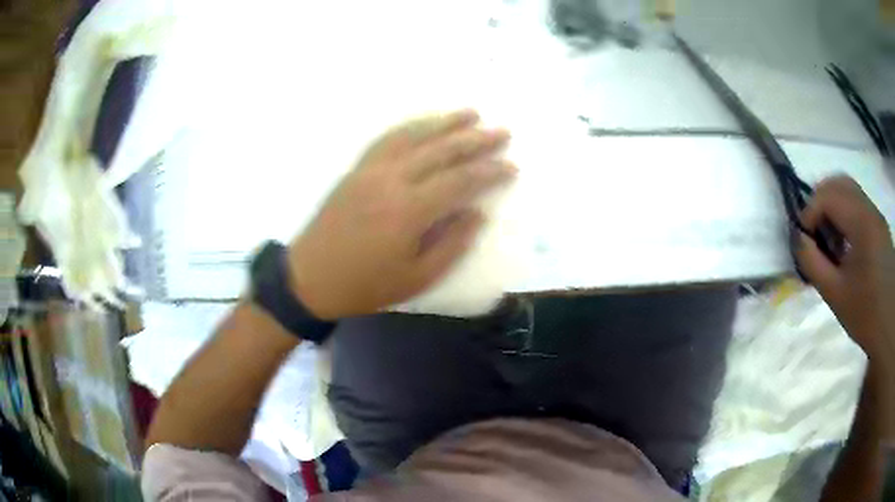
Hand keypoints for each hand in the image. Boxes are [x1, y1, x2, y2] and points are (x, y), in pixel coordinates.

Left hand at [287, 110, 515, 319]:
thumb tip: (477, 213)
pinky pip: (387, 138)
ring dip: (445, 122)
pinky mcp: (356, 168)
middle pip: (441, 150)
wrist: (310, 278)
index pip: (460, 181)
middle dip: (475, 140)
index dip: (489, 172)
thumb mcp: (417, 278)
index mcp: (409, 210)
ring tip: (472, 113)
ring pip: (414, 136)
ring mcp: (371, 169)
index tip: (512, 166)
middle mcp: (392, 179)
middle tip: (502, 131)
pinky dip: (411, 126)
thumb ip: (452, 244)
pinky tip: (425, 122)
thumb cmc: (366, 285)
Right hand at [795, 176, 894, 362]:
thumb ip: (812, 262)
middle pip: (839, 183)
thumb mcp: (834, 294)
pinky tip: (844, 242)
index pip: (828, 195)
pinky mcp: (879, 225)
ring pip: (849, 190)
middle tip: (813, 231)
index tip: (804, 238)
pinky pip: (858, 204)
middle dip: (820, 201)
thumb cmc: (865, 315)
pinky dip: (845, 213)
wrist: (888, 328)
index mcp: (862, 224)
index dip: (810, 211)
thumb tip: (799, 238)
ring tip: (829, 238)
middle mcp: (870, 209)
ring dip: (833, 206)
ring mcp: (876, 215)